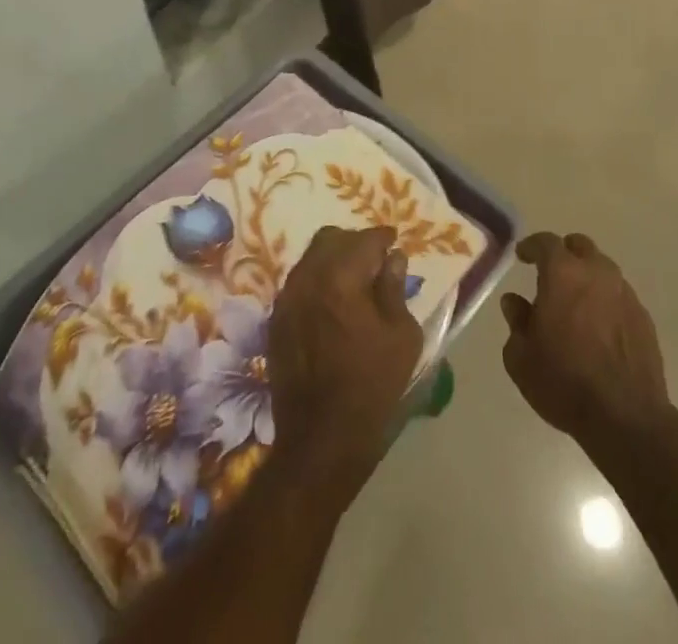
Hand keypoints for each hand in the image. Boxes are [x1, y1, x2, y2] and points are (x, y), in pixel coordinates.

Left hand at [268, 225, 421, 497]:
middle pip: (331, 239)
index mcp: (340, 277)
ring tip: (355, 282)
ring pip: (311, 258)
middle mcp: (307, 278)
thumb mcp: (401, 336)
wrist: (321, 439)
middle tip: (375, 261)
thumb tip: (392, 259)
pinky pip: (299, 283)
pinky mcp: (276, 320)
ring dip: (334, 260)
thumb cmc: (372, 386)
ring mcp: (286, 298)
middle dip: (355, 243)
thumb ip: (394, 289)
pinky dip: (318, 281)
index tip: (394, 243)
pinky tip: (334, 304)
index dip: (383, 238)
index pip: (365, 239)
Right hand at [501, 231, 669, 451]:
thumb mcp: (521, 357)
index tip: (522, 255)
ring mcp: (625, 293)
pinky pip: (620, 296)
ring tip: (576, 301)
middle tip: (552, 271)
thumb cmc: (564, 382)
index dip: (531, 246)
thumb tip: (515, 301)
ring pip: (603, 269)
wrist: (625, 417)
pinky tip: (599, 326)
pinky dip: (606, 301)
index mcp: (563, 273)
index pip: (545, 242)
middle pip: (580, 247)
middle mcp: (596, 272)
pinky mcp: (644, 317)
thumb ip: (516, 321)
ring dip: (588, 277)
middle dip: (564, 253)